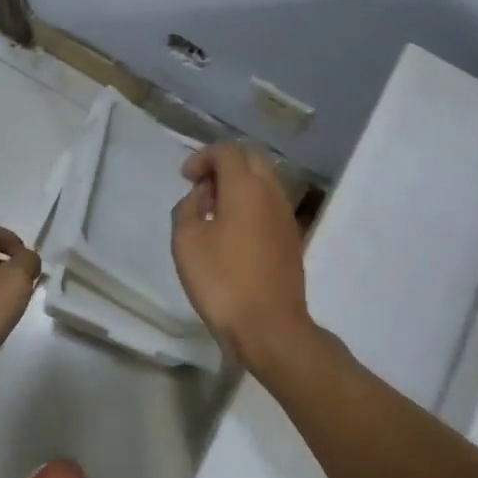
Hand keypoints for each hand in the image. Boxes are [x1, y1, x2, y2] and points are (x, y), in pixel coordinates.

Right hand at [171, 143, 313, 368]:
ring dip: (238, 184)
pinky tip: (233, 231)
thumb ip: (187, 208)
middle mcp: (271, 192)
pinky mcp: (291, 238)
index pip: (227, 151)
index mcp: (246, 186)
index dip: (203, 157)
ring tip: (213, 210)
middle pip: (250, 158)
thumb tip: (201, 197)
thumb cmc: (222, 280)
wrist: (270, 326)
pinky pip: (270, 204)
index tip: (186, 177)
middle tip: (201, 186)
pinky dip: (251, 203)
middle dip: (224, 164)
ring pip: (263, 180)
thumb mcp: (186, 241)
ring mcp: (286, 215)